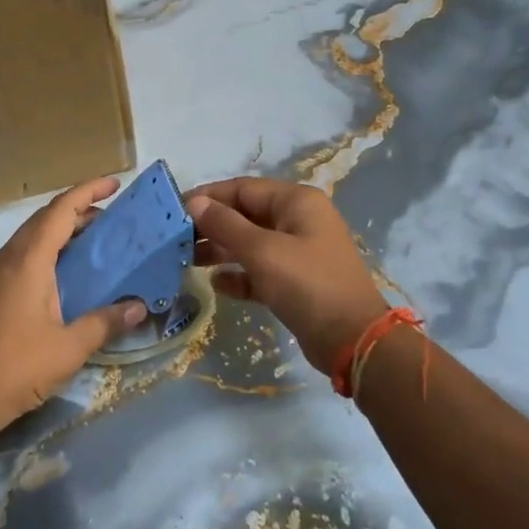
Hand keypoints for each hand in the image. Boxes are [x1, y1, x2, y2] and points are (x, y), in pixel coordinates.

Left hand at [0, 178, 147, 433]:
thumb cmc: (19, 367)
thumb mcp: (71, 347)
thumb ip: (106, 322)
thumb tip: (139, 307)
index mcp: (29, 261)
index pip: (60, 210)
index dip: (88, 191)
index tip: (116, 184)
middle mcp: (10, 257)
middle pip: (46, 217)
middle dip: (80, 209)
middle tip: (114, 216)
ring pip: (34, 234)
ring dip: (64, 228)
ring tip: (97, 238)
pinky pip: (26, 251)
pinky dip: (51, 246)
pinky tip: (70, 268)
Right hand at [186, 177, 385, 375]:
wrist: (353, 340)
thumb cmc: (307, 284)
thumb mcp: (262, 251)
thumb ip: (225, 225)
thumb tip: (195, 202)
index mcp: (296, 202)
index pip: (243, 188)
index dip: (209, 197)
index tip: (175, 210)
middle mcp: (298, 220)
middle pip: (246, 215)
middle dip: (212, 225)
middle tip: (176, 240)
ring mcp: (299, 252)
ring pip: (251, 243)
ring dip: (221, 250)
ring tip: (186, 261)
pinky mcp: (296, 282)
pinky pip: (260, 270)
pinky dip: (239, 275)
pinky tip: (217, 285)